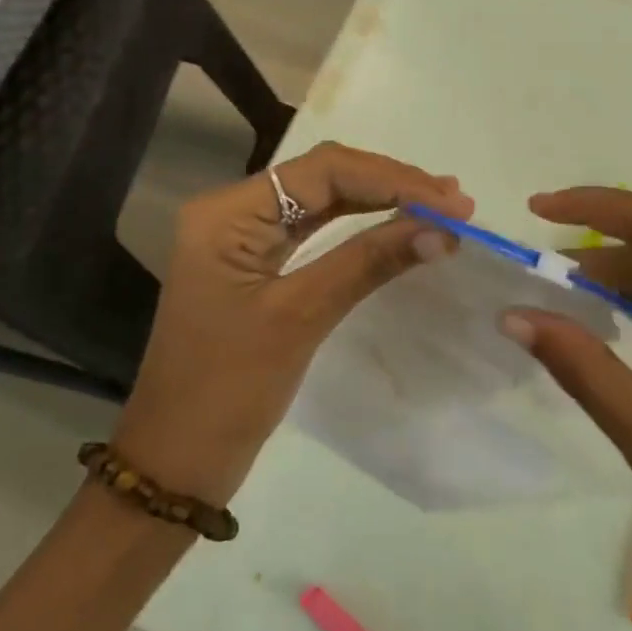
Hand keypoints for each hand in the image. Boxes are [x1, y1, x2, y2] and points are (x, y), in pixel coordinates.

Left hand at [112, 143, 471, 505]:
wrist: (177, 459)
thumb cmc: (228, 389)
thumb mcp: (300, 317)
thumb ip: (368, 262)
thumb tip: (441, 229)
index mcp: (228, 213)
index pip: (322, 171)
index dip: (392, 179)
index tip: (452, 202)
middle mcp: (232, 211)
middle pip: (322, 177)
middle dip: (389, 184)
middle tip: (454, 201)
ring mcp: (243, 237)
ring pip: (322, 200)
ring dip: (379, 200)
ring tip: (438, 204)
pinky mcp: (256, 264)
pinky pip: (314, 231)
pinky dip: (359, 227)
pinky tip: (398, 226)